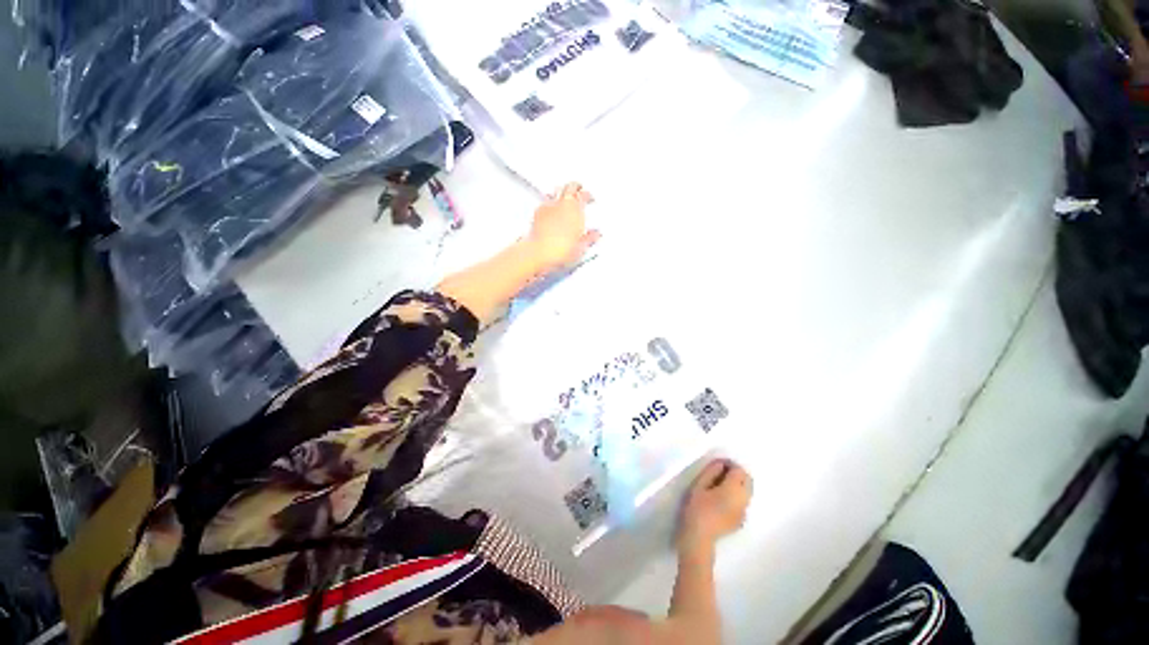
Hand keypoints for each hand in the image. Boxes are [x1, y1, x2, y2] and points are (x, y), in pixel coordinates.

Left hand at [526, 182, 600, 271]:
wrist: (540, 252)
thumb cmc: (561, 248)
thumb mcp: (581, 247)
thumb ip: (590, 237)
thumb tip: (595, 234)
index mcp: (576, 208)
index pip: (583, 194)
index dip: (587, 195)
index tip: (590, 198)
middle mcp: (562, 203)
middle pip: (569, 187)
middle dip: (575, 188)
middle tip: (578, 191)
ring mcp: (548, 206)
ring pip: (556, 192)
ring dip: (561, 193)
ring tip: (564, 199)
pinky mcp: (537, 213)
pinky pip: (545, 202)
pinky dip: (550, 204)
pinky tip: (551, 211)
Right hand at [678, 459, 752, 553]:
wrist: (698, 538)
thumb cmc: (696, 509)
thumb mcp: (699, 485)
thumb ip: (711, 471)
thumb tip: (721, 463)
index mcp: (734, 490)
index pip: (740, 470)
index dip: (730, 464)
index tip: (718, 465)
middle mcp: (744, 500)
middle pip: (748, 480)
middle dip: (737, 474)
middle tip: (719, 473)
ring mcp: (744, 512)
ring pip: (747, 492)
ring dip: (738, 485)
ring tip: (719, 486)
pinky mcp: (741, 521)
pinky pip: (743, 502)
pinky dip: (736, 496)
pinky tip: (722, 500)